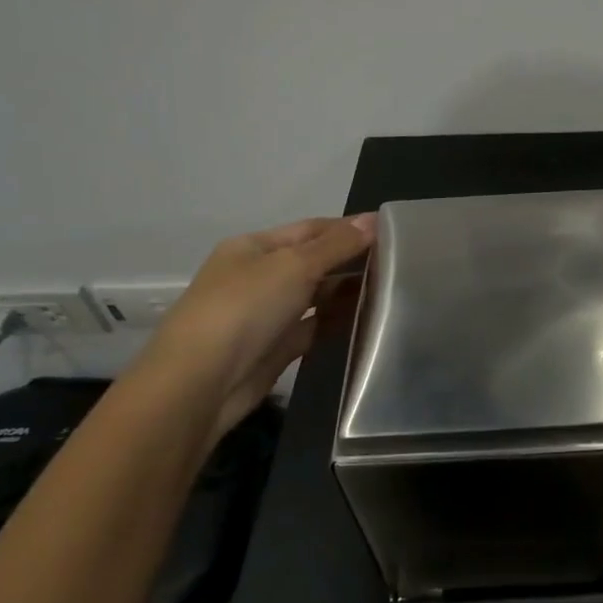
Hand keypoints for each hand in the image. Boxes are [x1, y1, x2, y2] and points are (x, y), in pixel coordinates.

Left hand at [141, 215, 375, 435]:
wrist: (202, 382)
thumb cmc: (245, 308)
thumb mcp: (294, 265)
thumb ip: (337, 245)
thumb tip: (373, 220)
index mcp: (254, 247)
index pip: (310, 229)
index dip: (348, 227)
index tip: (390, 231)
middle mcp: (258, 276)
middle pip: (313, 261)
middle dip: (351, 259)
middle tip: (399, 261)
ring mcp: (266, 314)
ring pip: (315, 295)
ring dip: (347, 291)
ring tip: (392, 288)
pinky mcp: (276, 348)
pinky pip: (313, 327)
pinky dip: (337, 322)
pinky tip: (367, 318)